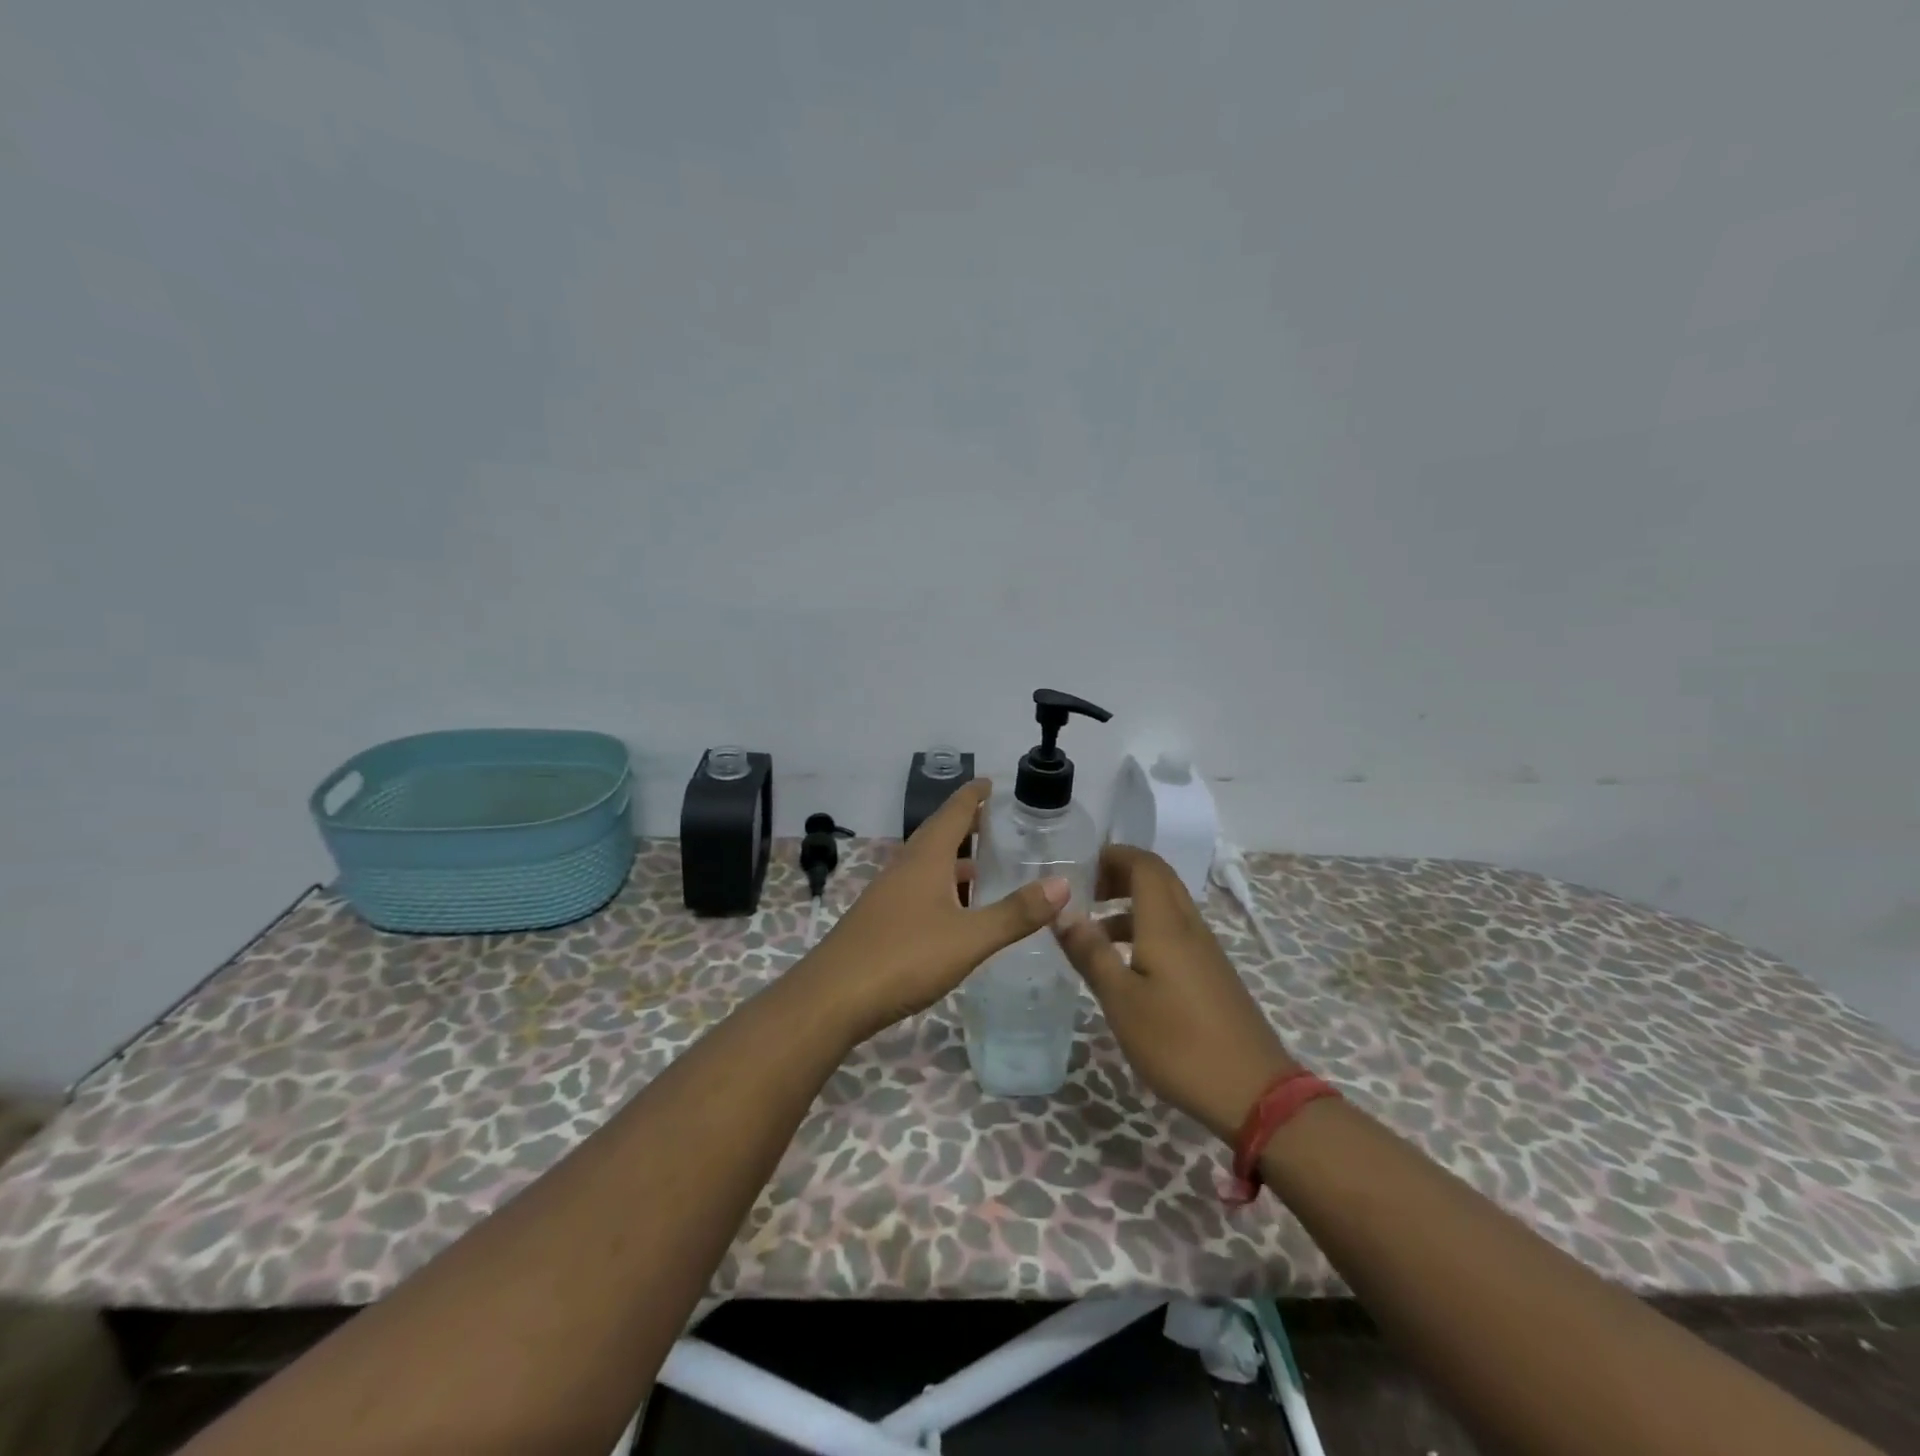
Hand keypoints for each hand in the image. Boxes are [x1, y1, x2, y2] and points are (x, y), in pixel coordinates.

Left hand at [804, 780, 1069, 1039]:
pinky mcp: (881, 920)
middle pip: (938, 834)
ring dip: (955, 859)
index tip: (992, 782)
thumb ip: (1015, 913)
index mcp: (925, 859)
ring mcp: (889, 894)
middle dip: (967, 824)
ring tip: (985, 865)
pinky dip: (943, 887)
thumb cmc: (903, 958)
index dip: (973, 796)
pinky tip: (956, 911)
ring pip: (927, 864)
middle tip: (998, 821)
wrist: (833, 998)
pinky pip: (919, 889)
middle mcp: (905, 867)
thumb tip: (1062, 883)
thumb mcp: (969, 938)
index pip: (953, 813)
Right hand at [1053, 843, 1295, 1140]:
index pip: (1144, 864)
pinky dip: (1145, 931)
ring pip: (1166, 907)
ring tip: (1094, 933)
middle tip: (1084, 893)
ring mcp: (1205, 951)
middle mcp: (1189, 927)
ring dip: (1130, 906)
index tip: (1079, 867)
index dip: (1113, 856)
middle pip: (1158, 880)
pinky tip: (1126, 967)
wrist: (1254, 1093)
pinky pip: (1175, 933)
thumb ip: (1091, 953)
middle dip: (1120, 875)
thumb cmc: (1179, 1043)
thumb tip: (1062, 910)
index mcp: (1167, 924)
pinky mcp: (1212, 975)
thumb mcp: (1121, 1001)